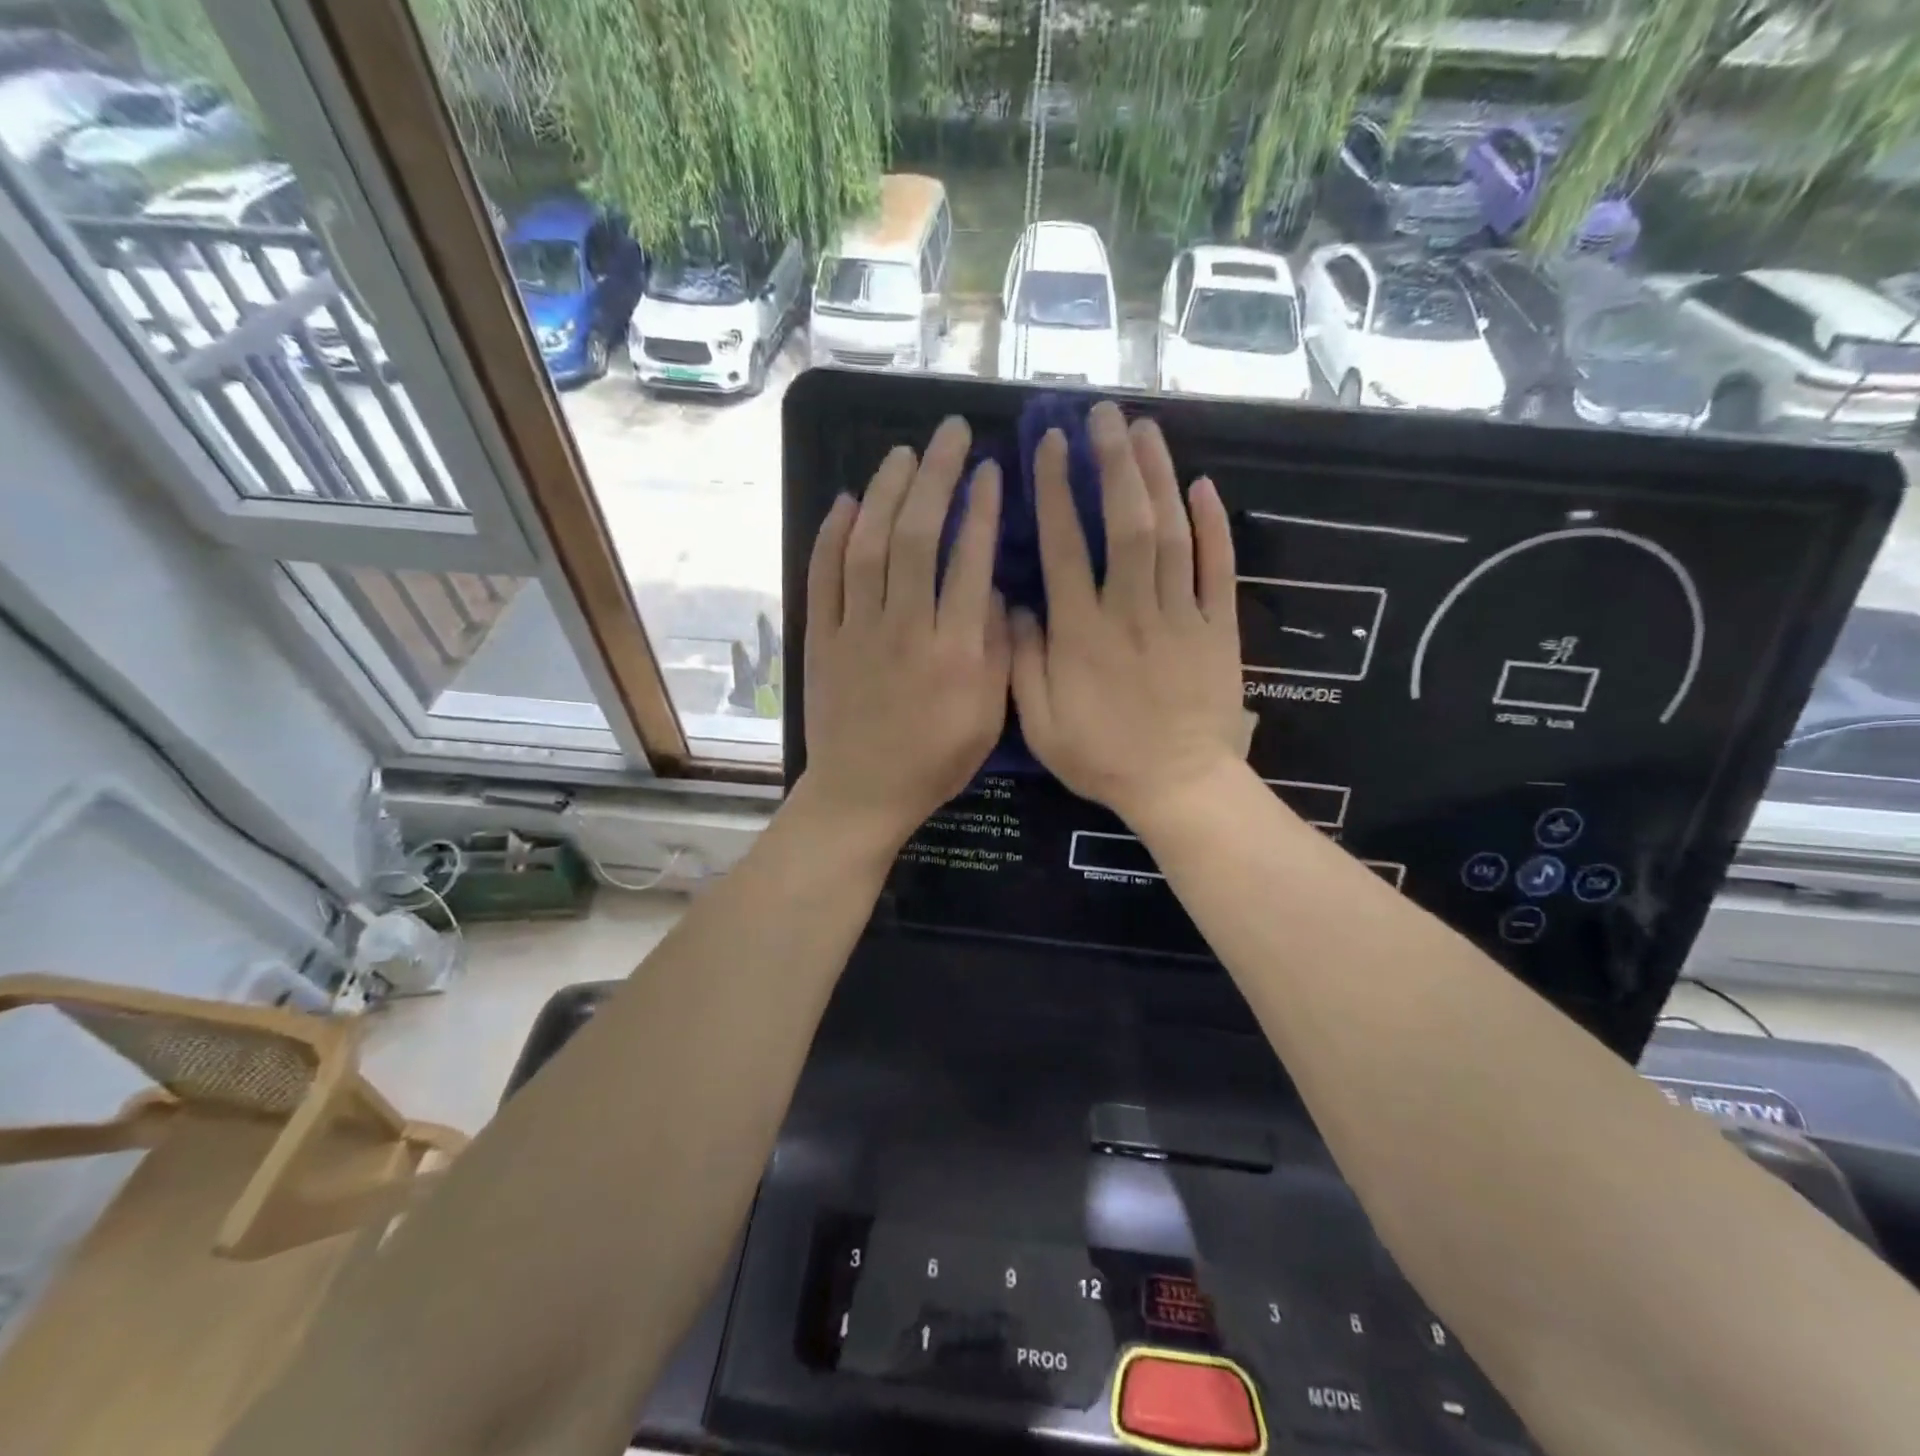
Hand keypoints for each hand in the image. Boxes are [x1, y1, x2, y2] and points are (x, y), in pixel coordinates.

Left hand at [798, 416, 1008, 850]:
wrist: (862, 792)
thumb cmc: (934, 761)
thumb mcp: (988, 717)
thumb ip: (997, 651)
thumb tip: (997, 591)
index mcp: (953, 650)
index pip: (970, 561)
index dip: (982, 508)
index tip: (991, 470)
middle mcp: (904, 628)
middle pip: (916, 536)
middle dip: (936, 477)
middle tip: (950, 434)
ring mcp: (855, 630)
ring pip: (867, 545)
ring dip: (885, 492)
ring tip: (904, 454)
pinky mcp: (821, 638)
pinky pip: (822, 577)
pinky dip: (831, 535)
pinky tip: (845, 501)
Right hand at [1010, 401, 1243, 826]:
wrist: (1179, 786)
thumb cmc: (1103, 757)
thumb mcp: (1041, 725)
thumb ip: (1024, 662)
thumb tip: (1017, 605)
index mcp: (1082, 633)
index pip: (1065, 547)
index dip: (1056, 492)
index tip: (1051, 446)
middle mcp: (1131, 610)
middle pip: (1124, 523)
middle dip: (1113, 463)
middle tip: (1104, 414)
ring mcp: (1181, 615)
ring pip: (1171, 534)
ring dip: (1158, 477)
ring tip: (1146, 429)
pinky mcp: (1219, 627)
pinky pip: (1219, 568)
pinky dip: (1214, 526)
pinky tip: (1203, 485)